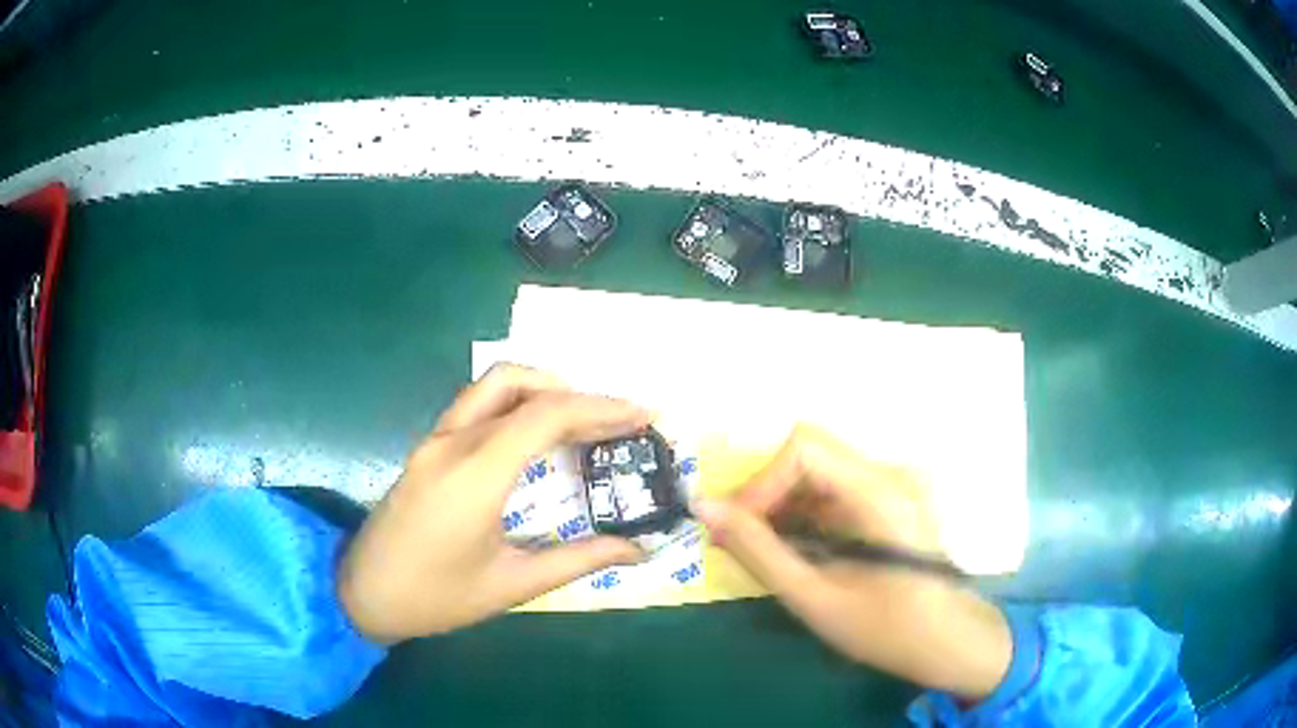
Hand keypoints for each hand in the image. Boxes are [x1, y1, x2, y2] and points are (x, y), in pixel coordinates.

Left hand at [337, 364, 650, 642]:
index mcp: (474, 474)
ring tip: (583, 421)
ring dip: (542, 390)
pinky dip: (516, 403)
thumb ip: (579, 560)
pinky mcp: (426, 447)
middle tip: (618, 420)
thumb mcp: (512, 585)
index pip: (545, 416)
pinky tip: (537, 434)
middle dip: (577, 393)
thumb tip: (639, 548)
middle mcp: (452, 442)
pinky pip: (476, 404)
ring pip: (492, 384)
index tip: (644, 415)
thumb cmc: (436, 598)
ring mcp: (434, 440)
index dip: (602, 408)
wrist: (362, 595)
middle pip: (519, 384)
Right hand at [693, 425, 1011, 699]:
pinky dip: (803, 514)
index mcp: (879, 492)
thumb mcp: (814, 597)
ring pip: (818, 473)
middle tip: (735, 541)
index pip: (805, 448)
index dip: (761, 482)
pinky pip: (834, 491)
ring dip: (781, 505)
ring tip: (759, 550)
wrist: (947, 643)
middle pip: (810, 455)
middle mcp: (889, 474)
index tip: (736, 530)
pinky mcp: (889, 501)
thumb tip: (703, 508)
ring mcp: (893, 485)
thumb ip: (758, 550)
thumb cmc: (885, 629)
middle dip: (765, 495)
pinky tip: (793, 549)